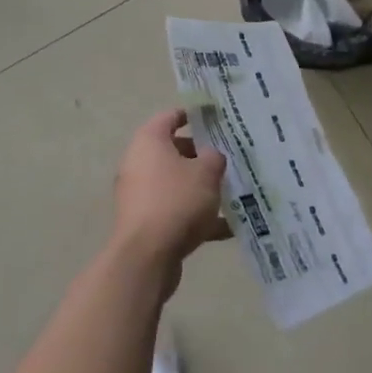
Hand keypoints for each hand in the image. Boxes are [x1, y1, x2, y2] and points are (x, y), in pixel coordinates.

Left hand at [110, 109, 231, 288]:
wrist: (147, 257)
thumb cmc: (177, 201)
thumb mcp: (206, 173)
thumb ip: (214, 158)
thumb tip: (211, 157)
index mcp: (149, 141)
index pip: (170, 117)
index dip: (193, 115)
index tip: (215, 118)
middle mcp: (139, 163)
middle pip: (173, 151)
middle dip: (201, 156)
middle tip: (228, 159)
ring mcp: (140, 195)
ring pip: (176, 184)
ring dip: (200, 188)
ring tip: (232, 193)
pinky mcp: (145, 223)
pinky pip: (175, 211)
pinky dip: (197, 216)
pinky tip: (227, 228)